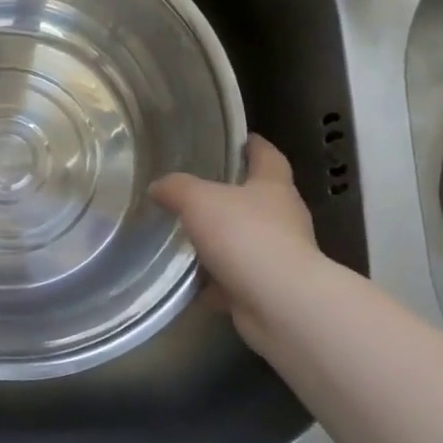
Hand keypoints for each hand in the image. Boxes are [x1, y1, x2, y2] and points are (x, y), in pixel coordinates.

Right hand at [151, 134, 325, 357]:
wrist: (279, 303)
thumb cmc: (245, 236)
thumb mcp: (199, 200)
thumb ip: (176, 189)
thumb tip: (158, 186)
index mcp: (273, 187)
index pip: (268, 156)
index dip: (254, 145)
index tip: (239, 139)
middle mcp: (284, 218)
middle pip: (259, 198)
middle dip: (232, 196)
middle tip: (197, 192)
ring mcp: (280, 256)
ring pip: (246, 240)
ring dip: (223, 240)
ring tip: (187, 237)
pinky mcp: (269, 289)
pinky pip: (237, 277)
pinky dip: (217, 279)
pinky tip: (192, 280)